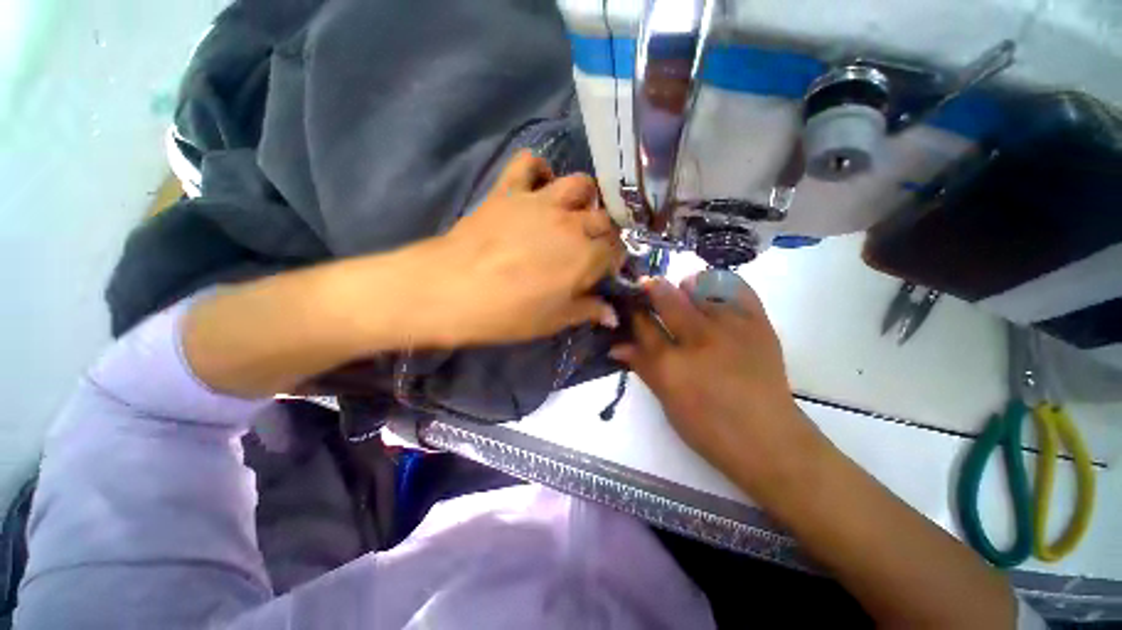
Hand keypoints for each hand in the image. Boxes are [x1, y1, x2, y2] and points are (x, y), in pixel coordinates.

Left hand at [430, 151, 624, 345]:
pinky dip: (539, 169)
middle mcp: (571, 223)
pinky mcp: (509, 190)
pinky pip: (529, 162)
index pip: (614, 253)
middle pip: (602, 219)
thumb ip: (587, 311)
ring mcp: (541, 202)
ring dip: (585, 197)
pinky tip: (540, 184)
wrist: (453, 289)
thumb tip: (612, 315)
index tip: (604, 273)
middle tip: (591, 248)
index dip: (613, 263)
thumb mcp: (554, 321)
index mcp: (585, 257)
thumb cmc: (508, 313)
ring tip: (575, 212)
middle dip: (604, 234)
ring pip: (579, 184)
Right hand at [610, 275, 825, 492]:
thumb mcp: (666, 401)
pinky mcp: (758, 324)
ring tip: (681, 294)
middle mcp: (698, 339)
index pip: (642, 325)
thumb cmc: (709, 428)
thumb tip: (616, 346)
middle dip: (650, 289)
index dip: (632, 311)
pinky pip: (735, 288)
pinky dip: (719, 285)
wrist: (768, 439)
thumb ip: (641, 367)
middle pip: (666, 299)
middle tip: (646, 288)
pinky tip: (710, 293)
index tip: (628, 304)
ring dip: (683, 288)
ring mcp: (731, 328)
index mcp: (670, 364)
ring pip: (698, 288)